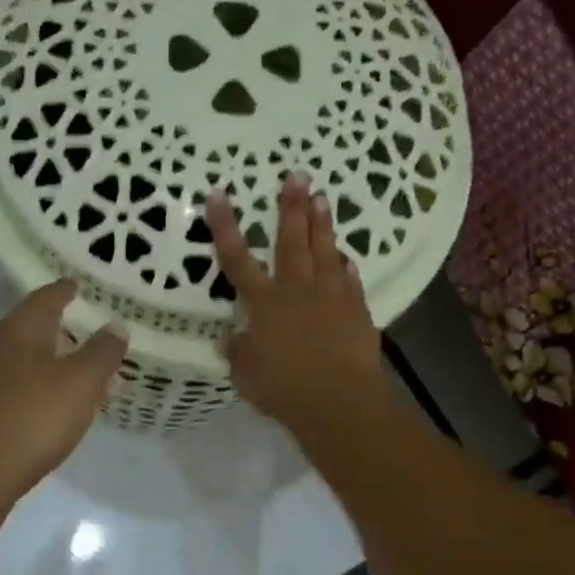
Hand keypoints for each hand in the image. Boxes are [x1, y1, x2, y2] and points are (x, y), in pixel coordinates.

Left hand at [0, 280, 126, 501]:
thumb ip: (102, 353)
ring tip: (77, 375)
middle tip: (89, 333)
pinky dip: (35, 391)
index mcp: (19, 330)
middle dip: (61, 330)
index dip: (67, 291)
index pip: (46, 297)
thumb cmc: (32, 418)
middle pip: (31, 329)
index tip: (81, 286)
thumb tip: (116, 326)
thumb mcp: (81, 383)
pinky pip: (12, 390)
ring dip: (49, 364)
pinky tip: (49, 409)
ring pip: (21, 362)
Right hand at [208, 174, 385, 429]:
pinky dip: (344, 264)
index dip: (225, 226)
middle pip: (291, 241)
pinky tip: (343, 256)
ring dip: (322, 223)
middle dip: (290, 207)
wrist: (338, 399)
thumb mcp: (245, 374)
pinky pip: (349, 278)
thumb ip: (238, 351)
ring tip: (322, 197)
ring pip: (325, 251)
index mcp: (264, 303)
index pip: (238, 259)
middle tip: (296, 175)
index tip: (218, 195)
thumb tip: (232, 338)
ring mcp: (330, 296)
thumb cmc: (283, 387)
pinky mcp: (356, 309)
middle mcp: (297, 289)